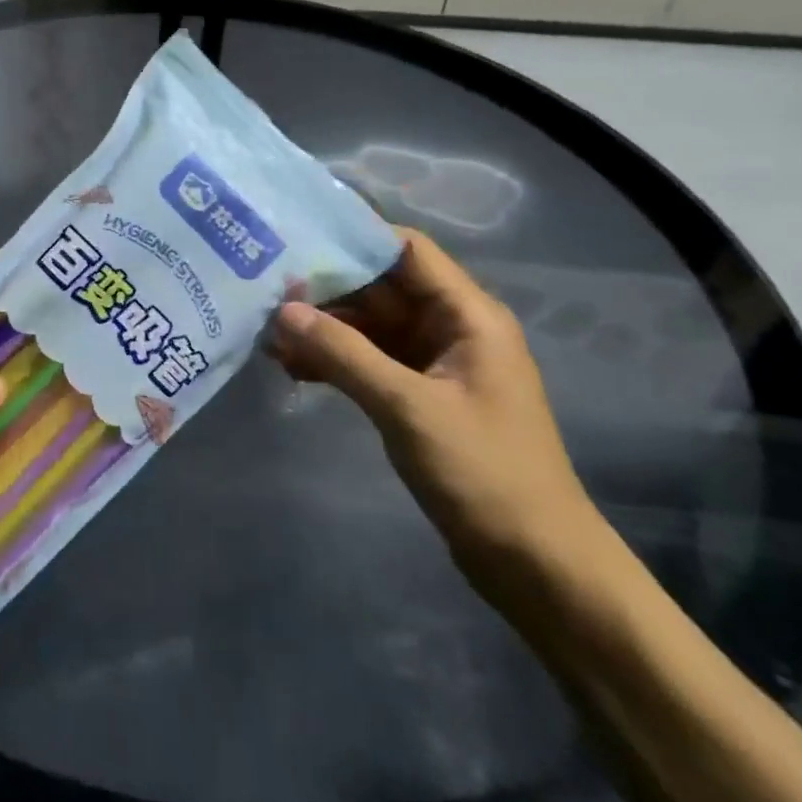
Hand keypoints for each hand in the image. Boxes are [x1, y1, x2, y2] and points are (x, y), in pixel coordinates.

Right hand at [270, 228, 602, 589]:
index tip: (297, 237)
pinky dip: (335, 361)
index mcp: (467, 315)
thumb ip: (343, 353)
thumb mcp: (407, 406)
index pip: (406, 251)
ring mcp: (434, 364)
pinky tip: (292, 368)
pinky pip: (369, 362)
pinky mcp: (419, 397)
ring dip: (324, 329)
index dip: (355, 237)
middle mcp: (450, 328)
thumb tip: (283, 310)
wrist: (535, 564)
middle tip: (266, 289)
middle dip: (326, 289)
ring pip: (369, 327)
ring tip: (269, 335)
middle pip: (381, 287)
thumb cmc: (484, 473)